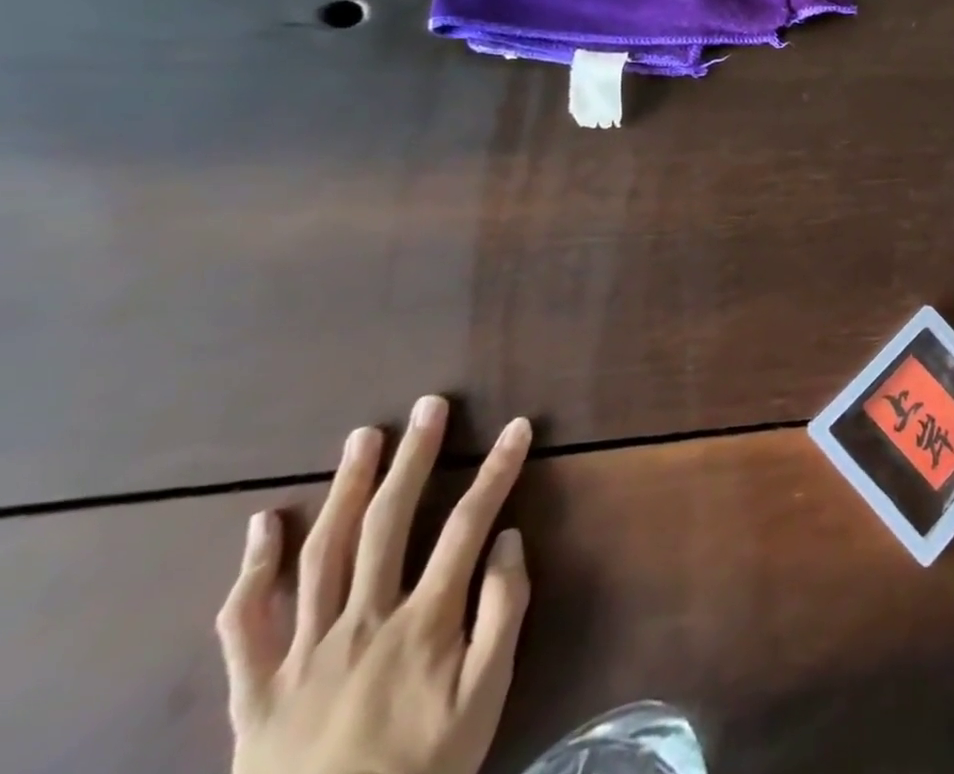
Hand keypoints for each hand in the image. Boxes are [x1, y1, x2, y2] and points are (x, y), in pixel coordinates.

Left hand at [217, 397, 532, 773]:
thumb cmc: (424, 771)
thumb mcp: (486, 698)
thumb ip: (503, 612)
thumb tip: (507, 539)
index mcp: (423, 623)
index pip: (469, 524)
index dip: (497, 470)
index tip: (519, 426)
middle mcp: (361, 623)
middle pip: (388, 523)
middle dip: (414, 457)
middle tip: (428, 407)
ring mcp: (301, 654)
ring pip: (321, 554)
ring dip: (345, 488)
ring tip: (363, 438)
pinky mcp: (255, 691)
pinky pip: (244, 626)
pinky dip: (252, 571)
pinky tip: (264, 524)